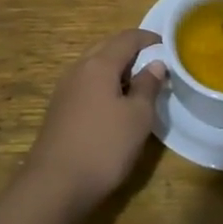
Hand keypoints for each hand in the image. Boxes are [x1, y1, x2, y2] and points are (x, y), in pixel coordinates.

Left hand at [21, 29, 166, 213]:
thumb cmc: (103, 146)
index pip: (127, 38)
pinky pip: (86, 85)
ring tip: (138, 87)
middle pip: (107, 48)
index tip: (168, 46)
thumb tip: (155, 64)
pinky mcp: (59, 110)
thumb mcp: (137, 117)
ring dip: (117, 70)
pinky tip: (114, 107)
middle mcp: (78, 69)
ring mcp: (65, 89)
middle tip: (155, 66)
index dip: (148, 38)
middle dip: (132, 52)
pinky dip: (104, 86)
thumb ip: (148, 86)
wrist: (54, 185)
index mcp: (99, 64)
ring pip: (95, 67)